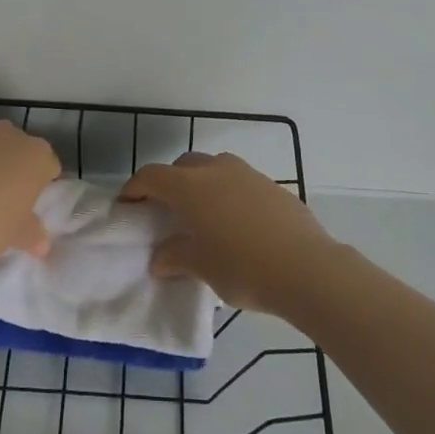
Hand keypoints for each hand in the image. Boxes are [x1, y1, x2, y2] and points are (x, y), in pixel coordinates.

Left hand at [0, 121, 60, 265]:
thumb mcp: (15, 236)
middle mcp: (8, 135)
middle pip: (17, 149)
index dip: (41, 184)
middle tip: (1, 200)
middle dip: (12, 169)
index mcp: (35, 155)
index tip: (29, 204)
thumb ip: (32, 235)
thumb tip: (43, 244)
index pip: (49, 165)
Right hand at [120, 151, 336, 312]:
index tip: (127, 205)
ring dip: (201, 184)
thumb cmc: (243, 267)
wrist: (306, 267)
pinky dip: (227, 193)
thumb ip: (175, 257)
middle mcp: (216, 170)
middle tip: (165, 211)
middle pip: (183, 166)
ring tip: (202, 215)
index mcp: (191, 186)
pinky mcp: (271, 185)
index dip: (135, 188)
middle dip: (169, 183)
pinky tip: (236, 223)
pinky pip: (239, 181)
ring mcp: (247, 173)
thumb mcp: (202, 267)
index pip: (152, 176)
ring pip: (213, 168)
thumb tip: (160, 258)